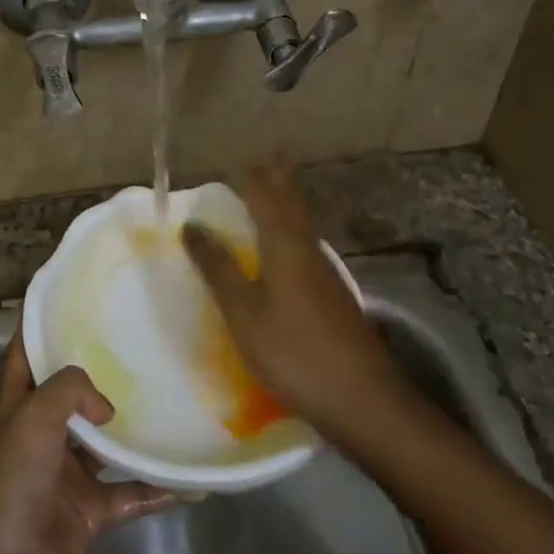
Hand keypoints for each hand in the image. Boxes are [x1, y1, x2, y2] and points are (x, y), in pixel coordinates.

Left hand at [0, 332, 170, 553]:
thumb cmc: (14, 487)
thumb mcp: (33, 419)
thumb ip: (71, 390)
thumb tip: (106, 407)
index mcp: (16, 408)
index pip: (23, 353)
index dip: (40, 324)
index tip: (72, 296)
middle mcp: (39, 435)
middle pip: (69, 393)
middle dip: (98, 370)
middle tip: (138, 340)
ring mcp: (65, 474)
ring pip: (105, 440)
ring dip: (132, 426)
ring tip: (171, 397)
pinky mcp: (89, 510)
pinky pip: (131, 491)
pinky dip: (157, 486)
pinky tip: (192, 478)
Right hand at [182, 159, 409, 442]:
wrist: (361, 397)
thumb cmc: (293, 352)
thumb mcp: (243, 312)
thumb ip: (218, 268)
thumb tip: (192, 225)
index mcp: (285, 245)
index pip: (264, 196)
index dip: (247, 178)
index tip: (228, 163)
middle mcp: (308, 248)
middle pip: (292, 202)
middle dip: (277, 177)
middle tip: (266, 156)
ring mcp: (325, 271)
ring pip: (302, 222)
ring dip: (287, 201)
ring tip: (273, 191)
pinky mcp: (333, 294)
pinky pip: (307, 244)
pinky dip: (293, 229)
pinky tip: (290, 247)